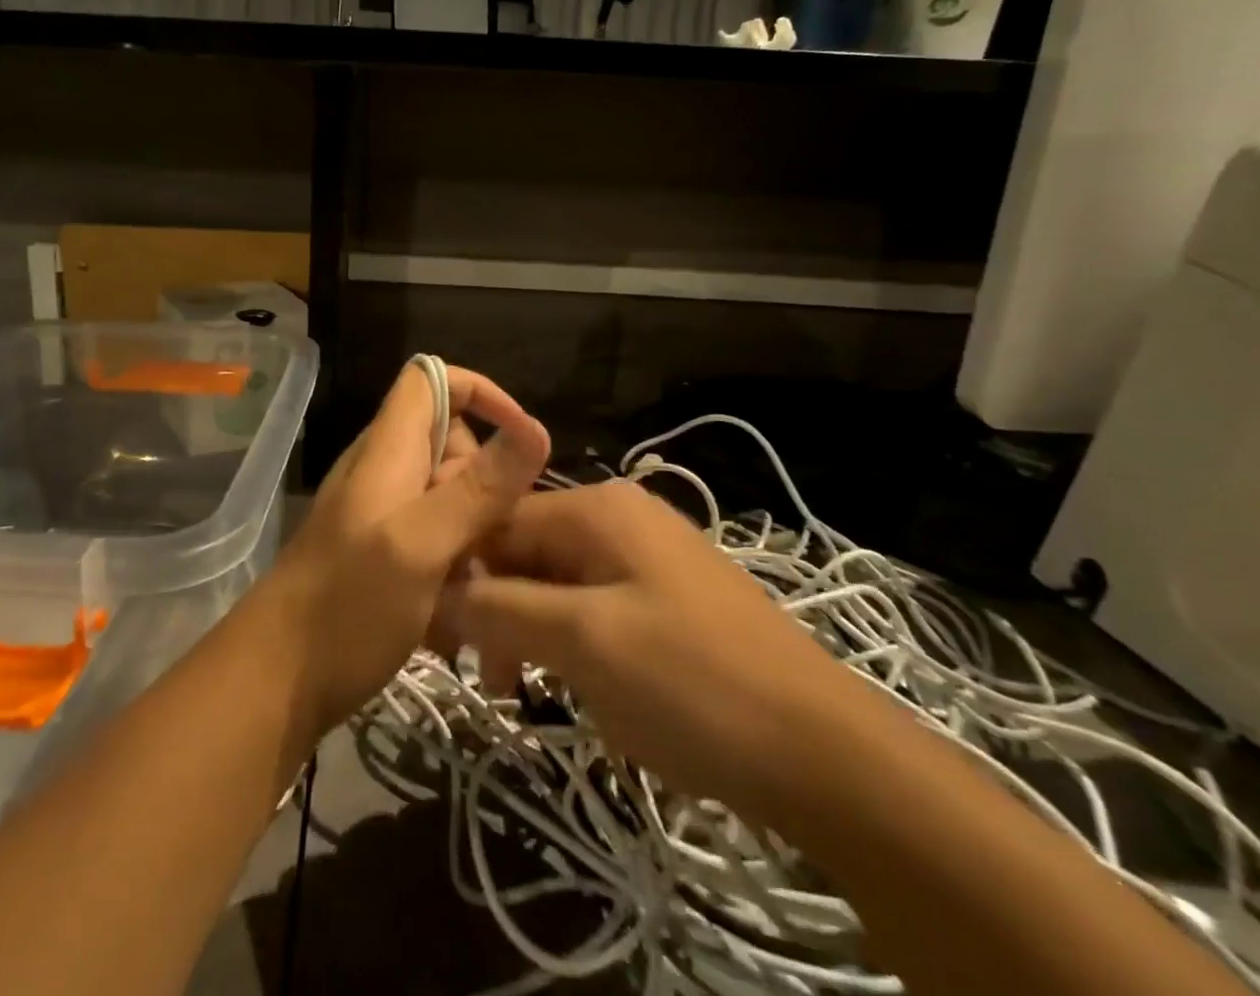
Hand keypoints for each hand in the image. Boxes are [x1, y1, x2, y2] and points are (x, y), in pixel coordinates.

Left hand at [259, 361, 549, 737]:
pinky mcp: (380, 552)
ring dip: (477, 529)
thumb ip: (478, 488)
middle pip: (451, 439)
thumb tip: (538, 429)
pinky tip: (461, 614)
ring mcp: (380, 512)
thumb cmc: (347, 607)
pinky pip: (434, 535)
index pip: (432, 378)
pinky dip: (455, 560)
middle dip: (488, 478)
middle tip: (500, 536)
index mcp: (389, 449)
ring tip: (485, 584)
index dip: (482, 393)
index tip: (523, 439)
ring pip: (448, 493)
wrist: (272, 684)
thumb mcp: (421, 545)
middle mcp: (384, 470)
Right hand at [439, 481, 877, 827]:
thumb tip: (435, 589)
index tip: (440, 638)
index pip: (496, 521)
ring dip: (530, 630)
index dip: (460, 573)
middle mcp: (618, 516)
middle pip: (526, 550)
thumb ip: (499, 607)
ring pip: (557, 583)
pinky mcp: (666, 598)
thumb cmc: (691, 683)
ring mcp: (647, 556)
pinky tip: (578, 684)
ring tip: (524, 690)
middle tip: (491, 679)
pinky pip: (594, 606)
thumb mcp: (582, 642)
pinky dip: (571, 641)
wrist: (824, 752)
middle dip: (497, 608)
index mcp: (596, 507)